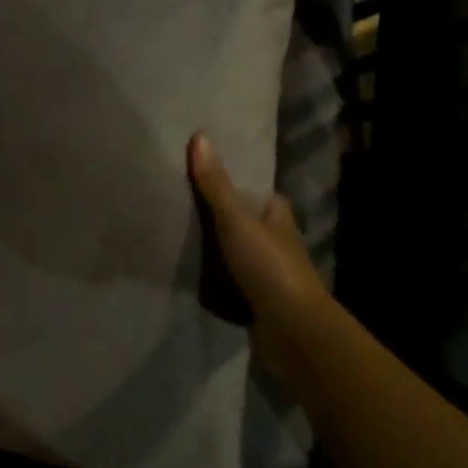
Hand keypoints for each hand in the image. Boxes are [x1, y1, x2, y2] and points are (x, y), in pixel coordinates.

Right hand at [188, 132, 330, 367]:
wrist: (292, 332)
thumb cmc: (269, 267)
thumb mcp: (236, 219)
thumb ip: (215, 184)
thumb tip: (199, 136)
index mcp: (278, 217)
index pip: (259, 193)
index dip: (237, 183)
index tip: (205, 172)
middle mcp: (276, 243)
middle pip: (245, 221)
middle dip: (221, 215)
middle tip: (179, 200)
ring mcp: (268, 274)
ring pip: (236, 252)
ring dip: (214, 248)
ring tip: (175, 232)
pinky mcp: (256, 301)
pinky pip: (228, 281)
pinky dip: (212, 277)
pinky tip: (186, 270)